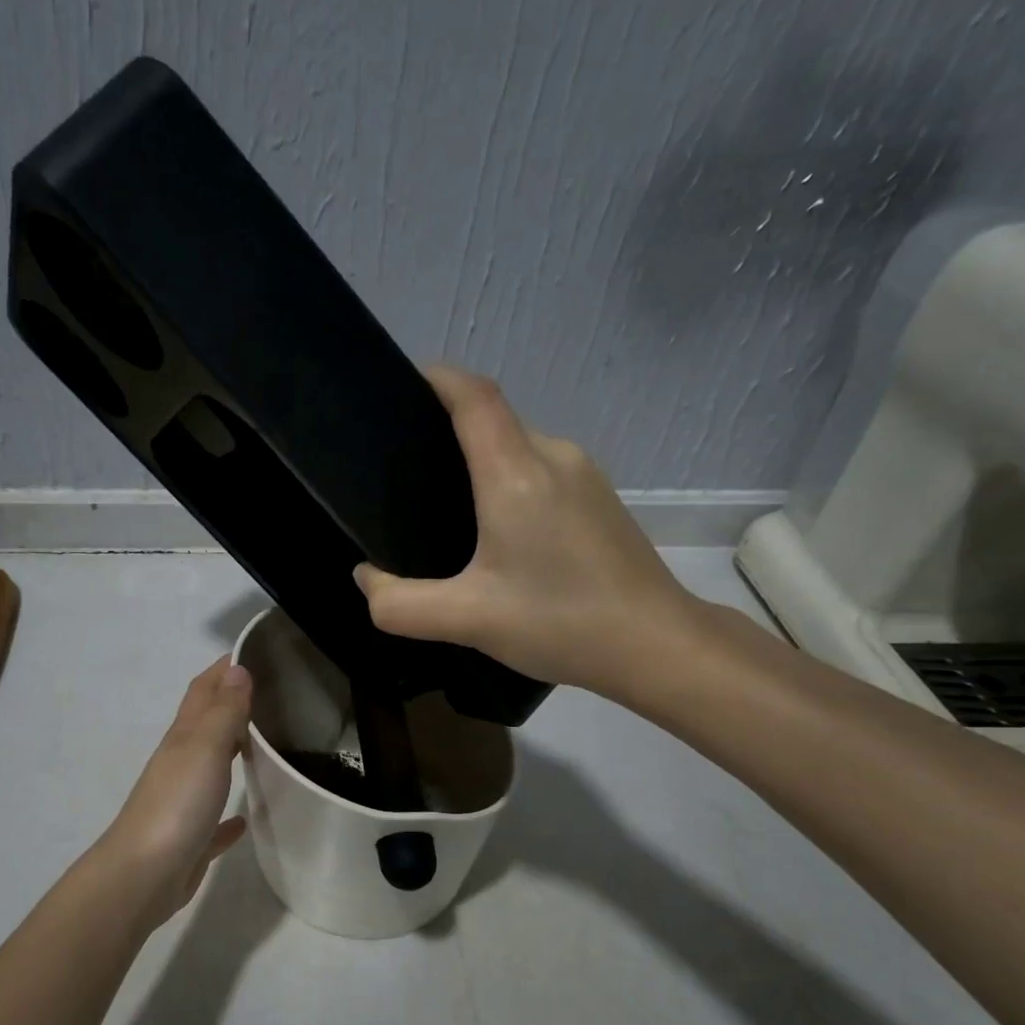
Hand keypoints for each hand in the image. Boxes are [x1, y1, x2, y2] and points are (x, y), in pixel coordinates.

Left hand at [93, 655, 251, 926]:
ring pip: (211, 766)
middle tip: (274, 693)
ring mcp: (184, 800)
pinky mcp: (191, 837)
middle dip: (233, 703)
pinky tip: (244, 817)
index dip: (225, 667)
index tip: (255, 650)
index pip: (204, 689)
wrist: (143, 875)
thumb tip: (237, 668)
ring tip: (268, 743)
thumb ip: (224, 710)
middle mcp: (181, 762)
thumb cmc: (177, 804)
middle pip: (207, 723)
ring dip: (232, 751)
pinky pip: (213, 818)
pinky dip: (228, 814)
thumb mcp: (205, 748)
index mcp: (184, 737)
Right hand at [353, 366, 710, 703]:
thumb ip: (399, 603)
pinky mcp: (600, 498)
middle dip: (445, 429)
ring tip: (441, 502)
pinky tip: (493, 529)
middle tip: (402, 470)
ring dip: (479, 460)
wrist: (658, 646)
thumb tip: (366, 576)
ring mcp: (584, 475)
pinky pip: (541, 469)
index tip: (399, 386)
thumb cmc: (561, 623)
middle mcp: (554, 457)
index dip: (437, 378)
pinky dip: (507, 480)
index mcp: (517, 473)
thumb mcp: (466, 621)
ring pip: (518, 446)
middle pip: (493, 419)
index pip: (474, 396)